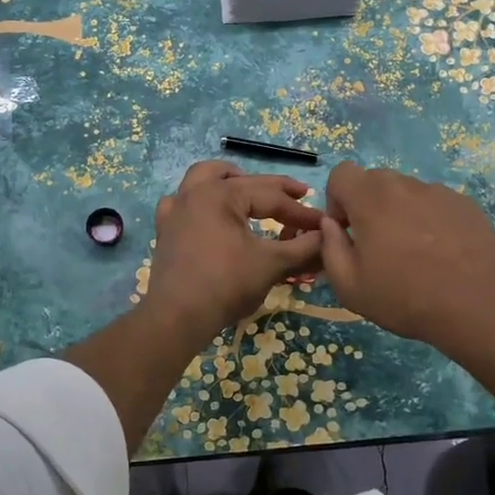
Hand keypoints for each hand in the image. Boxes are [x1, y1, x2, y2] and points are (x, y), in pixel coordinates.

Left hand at [142, 161, 325, 344]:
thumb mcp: (271, 265)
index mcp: (221, 194)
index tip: (324, 223)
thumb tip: (329, 236)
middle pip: (241, 181)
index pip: (271, 197)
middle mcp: (195, 192)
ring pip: (203, 178)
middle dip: (273, 188)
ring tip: (247, 187)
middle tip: (298, 194)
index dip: (300, 211)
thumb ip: (303, 247)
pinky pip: (181, 202)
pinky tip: (208, 213)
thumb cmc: (226, 285)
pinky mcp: (165, 230)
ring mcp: (176, 210)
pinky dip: (199, 201)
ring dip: (228, 179)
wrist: (178, 317)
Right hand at [316, 161, 494, 353]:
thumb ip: (330, 247)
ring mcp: (439, 192)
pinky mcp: (466, 205)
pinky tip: (441, 254)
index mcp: (371, 199)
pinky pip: (435, 204)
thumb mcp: (349, 286)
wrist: (475, 307)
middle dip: (368, 205)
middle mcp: (405, 185)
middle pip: (375, 180)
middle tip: (378, 245)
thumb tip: (331, 226)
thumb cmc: (404, 298)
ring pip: (407, 192)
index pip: (342, 173)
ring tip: (415, 253)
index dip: (337, 199)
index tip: (347, 230)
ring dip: (400, 212)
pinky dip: (430, 220)